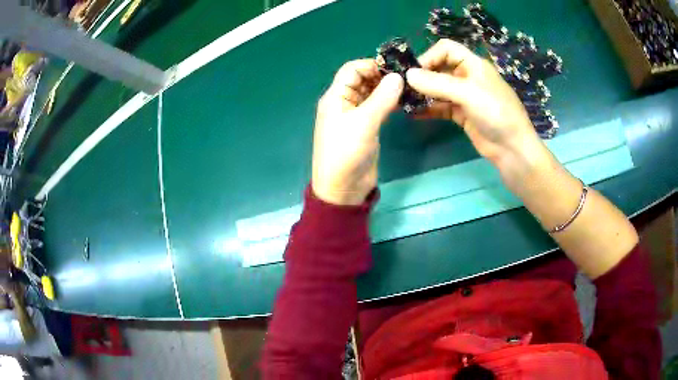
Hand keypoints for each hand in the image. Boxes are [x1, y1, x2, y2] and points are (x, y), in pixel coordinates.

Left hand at [312, 60, 403, 204]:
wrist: (342, 189)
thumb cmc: (346, 153)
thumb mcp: (364, 123)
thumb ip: (381, 98)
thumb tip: (398, 76)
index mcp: (336, 97)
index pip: (352, 69)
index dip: (372, 65)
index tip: (395, 70)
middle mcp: (344, 102)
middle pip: (362, 79)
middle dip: (382, 76)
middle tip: (407, 79)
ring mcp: (355, 115)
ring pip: (370, 93)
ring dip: (386, 89)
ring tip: (408, 89)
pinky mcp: (365, 127)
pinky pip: (376, 107)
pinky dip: (388, 102)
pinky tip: (403, 102)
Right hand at [405, 39, 543, 165]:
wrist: (512, 149)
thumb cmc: (495, 113)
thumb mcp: (468, 93)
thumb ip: (437, 83)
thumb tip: (407, 75)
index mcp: (473, 64)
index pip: (446, 49)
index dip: (429, 56)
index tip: (414, 72)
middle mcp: (467, 77)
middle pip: (439, 68)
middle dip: (421, 76)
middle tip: (402, 88)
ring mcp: (464, 96)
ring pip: (438, 89)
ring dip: (422, 93)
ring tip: (403, 101)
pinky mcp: (461, 114)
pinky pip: (440, 107)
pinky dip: (428, 109)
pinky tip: (413, 114)